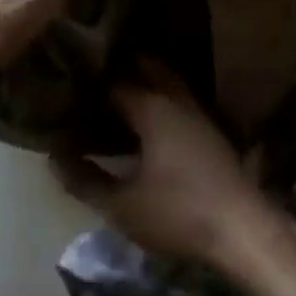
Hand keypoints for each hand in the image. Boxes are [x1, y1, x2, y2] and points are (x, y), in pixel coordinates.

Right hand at [54, 63, 278, 270]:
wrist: (241, 229)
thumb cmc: (178, 214)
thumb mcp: (123, 205)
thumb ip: (86, 180)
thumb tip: (53, 158)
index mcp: (152, 107)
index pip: (114, 81)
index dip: (90, 82)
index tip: (67, 84)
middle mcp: (176, 99)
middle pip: (147, 67)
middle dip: (122, 66)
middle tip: (93, 76)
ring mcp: (197, 112)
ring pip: (167, 81)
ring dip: (144, 80)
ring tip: (116, 94)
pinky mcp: (210, 129)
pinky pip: (178, 99)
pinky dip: (160, 98)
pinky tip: (147, 121)